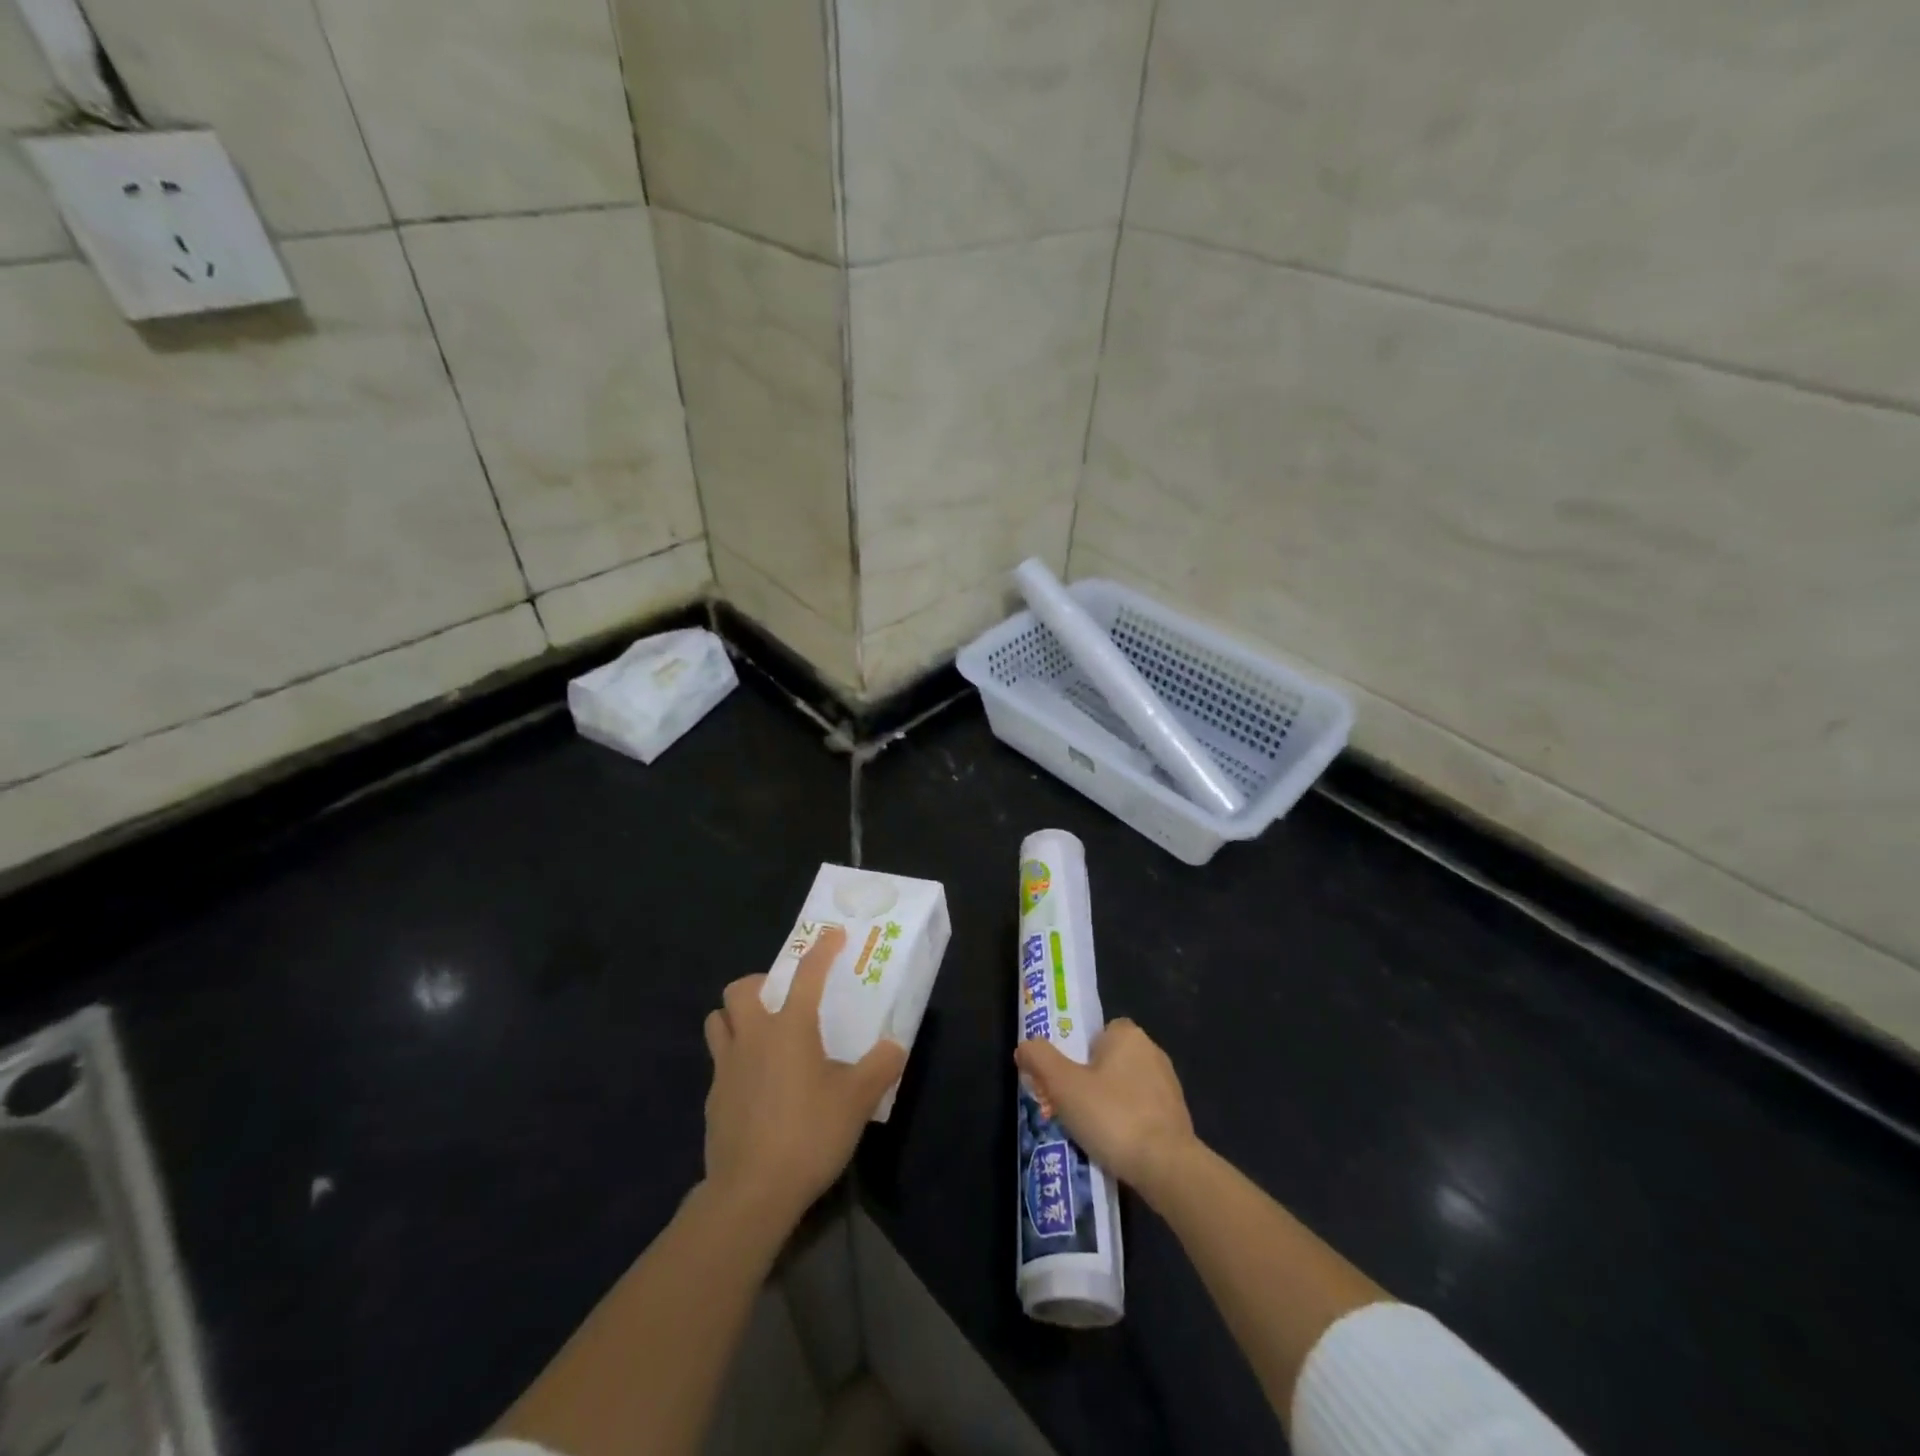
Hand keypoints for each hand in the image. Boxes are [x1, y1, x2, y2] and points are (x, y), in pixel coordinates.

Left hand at [702, 927, 906, 1228]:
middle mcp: (753, 1037)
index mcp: (790, 1028)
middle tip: (782, 998)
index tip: (833, 935)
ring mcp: (726, 1067)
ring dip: (735, 1017)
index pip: (807, 974)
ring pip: (717, 1021)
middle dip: (760, 983)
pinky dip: (734, 1061)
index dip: (822, 950)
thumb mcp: (857, 1101)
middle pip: (741, 989)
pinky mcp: (712, 1099)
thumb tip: (894, 1046)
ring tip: (761, 1034)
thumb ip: (880, 1067)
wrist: (751, 1192)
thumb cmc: (809, 1134)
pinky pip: (718, 1063)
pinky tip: (755, 1086)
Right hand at [1014, 1019, 1197, 1199]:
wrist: (1167, 1167)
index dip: (1077, 1054)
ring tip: (1090, 1133)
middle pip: (1109, 1061)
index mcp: (1128, 1035)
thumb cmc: (1112, 1116)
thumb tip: (1024, 1046)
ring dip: (1109, 1105)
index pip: (1097, 1033)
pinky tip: (1116, 1147)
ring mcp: (1168, 1085)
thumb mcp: (1063, 1085)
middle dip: (1090, 1082)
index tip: (1065, 1080)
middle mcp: (1152, 1051)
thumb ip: (1040, 1058)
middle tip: (1070, 1109)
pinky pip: (1142, 1112)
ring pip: (1125, 1087)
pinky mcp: (1178, 1116)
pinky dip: (1128, 1124)